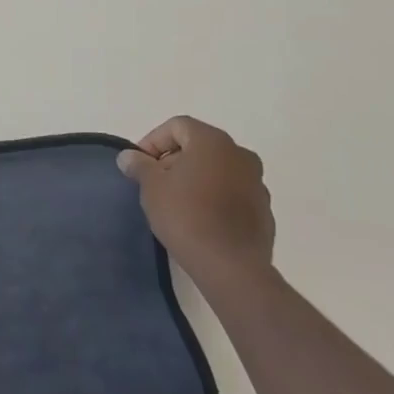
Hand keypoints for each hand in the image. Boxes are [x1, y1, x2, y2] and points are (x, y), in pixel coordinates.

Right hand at [118, 116, 272, 291]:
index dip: (153, 141)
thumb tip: (129, 156)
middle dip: (174, 159)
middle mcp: (240, 155)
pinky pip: (232, 193)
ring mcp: (257, 183)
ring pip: (218, 170)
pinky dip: (214, 197)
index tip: (140, 165)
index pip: (177, 126)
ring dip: (195, 178)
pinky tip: (199, 219)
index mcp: (213, 141)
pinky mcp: (264, 210)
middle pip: (199, 146)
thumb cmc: (186, 216)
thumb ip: (140, 165)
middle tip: (154, 183)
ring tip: (176, 203)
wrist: (231, 267)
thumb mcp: (152, 187)